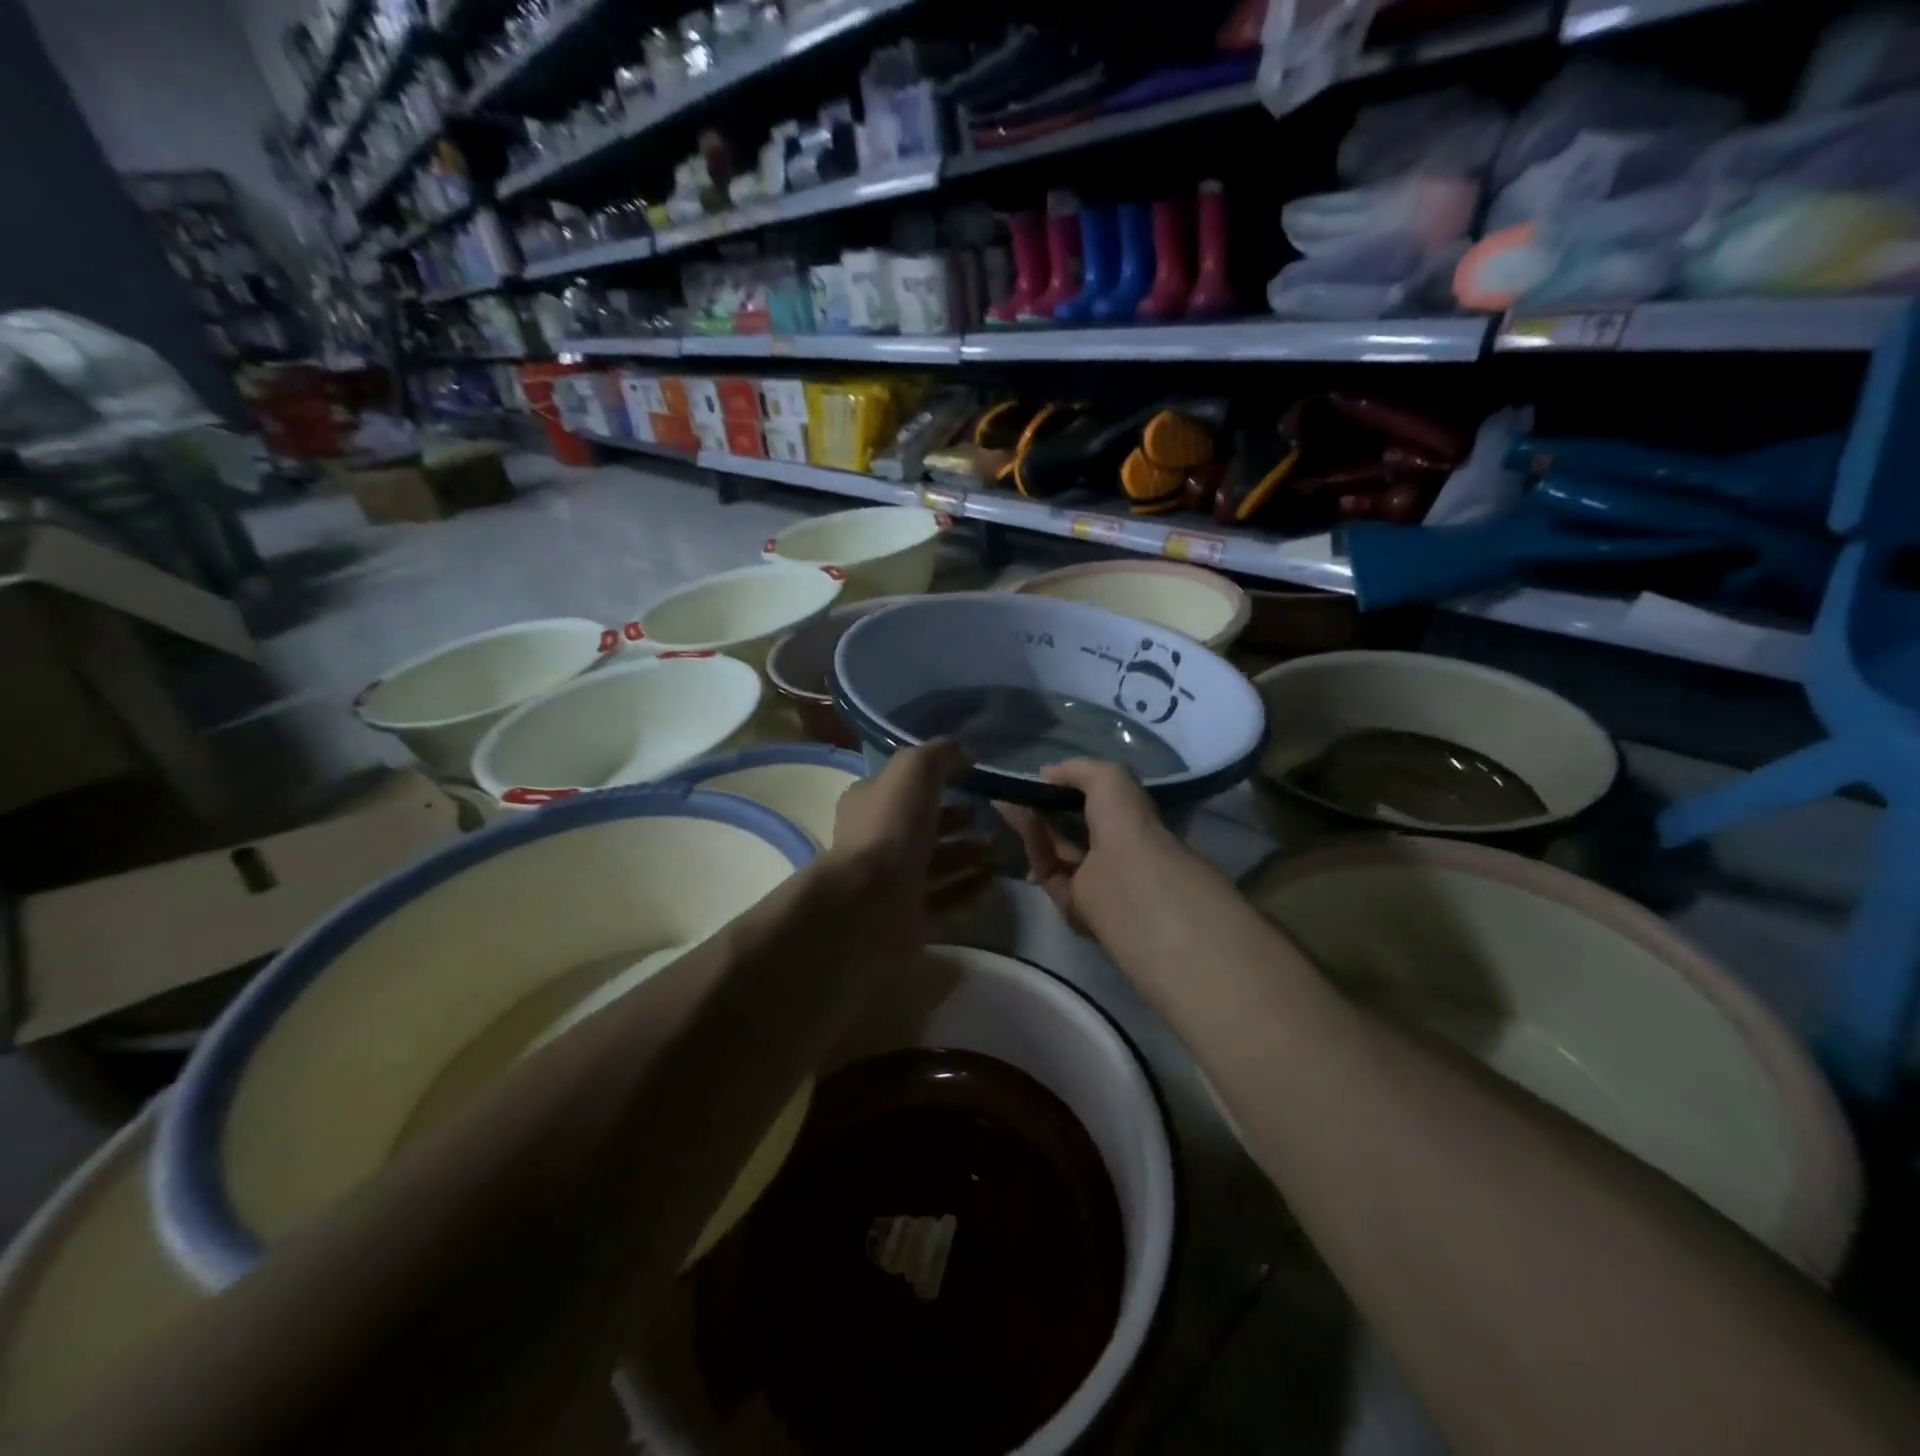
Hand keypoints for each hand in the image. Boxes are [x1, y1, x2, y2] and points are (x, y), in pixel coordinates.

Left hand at [829, 740, 992, 924]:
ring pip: (939, 862)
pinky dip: (970, 887)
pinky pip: (947, 897)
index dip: (937, 781)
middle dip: (960, 821)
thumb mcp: (913, 771)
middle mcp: (879, 840)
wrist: (869, 903)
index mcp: (870, 803)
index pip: (905, 787)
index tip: (973, 779)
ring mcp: (894, 881)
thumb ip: (939, 755)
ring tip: (1001, 849)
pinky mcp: (911, 915)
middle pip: (925, 826)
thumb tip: (964, 753)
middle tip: (994, 820)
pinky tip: (994, 879)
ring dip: (971, 853)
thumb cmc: (889, 828)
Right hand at [997, 759, 1193, 940]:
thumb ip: (1077, 769)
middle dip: (1044, 809)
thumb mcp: (1108, 776)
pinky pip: (1048, 869)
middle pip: (1072, 828)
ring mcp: (1093, 880)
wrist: (1125, 876)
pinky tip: (1021, 821)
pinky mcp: (1070, 901)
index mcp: (1132, 824)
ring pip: (1056, 848)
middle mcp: (1115, 852)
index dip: (1071, 791)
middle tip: (1015, 792)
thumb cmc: (1126, 822)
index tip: (1043, 779)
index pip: (1100, 806)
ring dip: (1032, 824)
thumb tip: (1045, 774)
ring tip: (1006, 802)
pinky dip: (1034, 844)